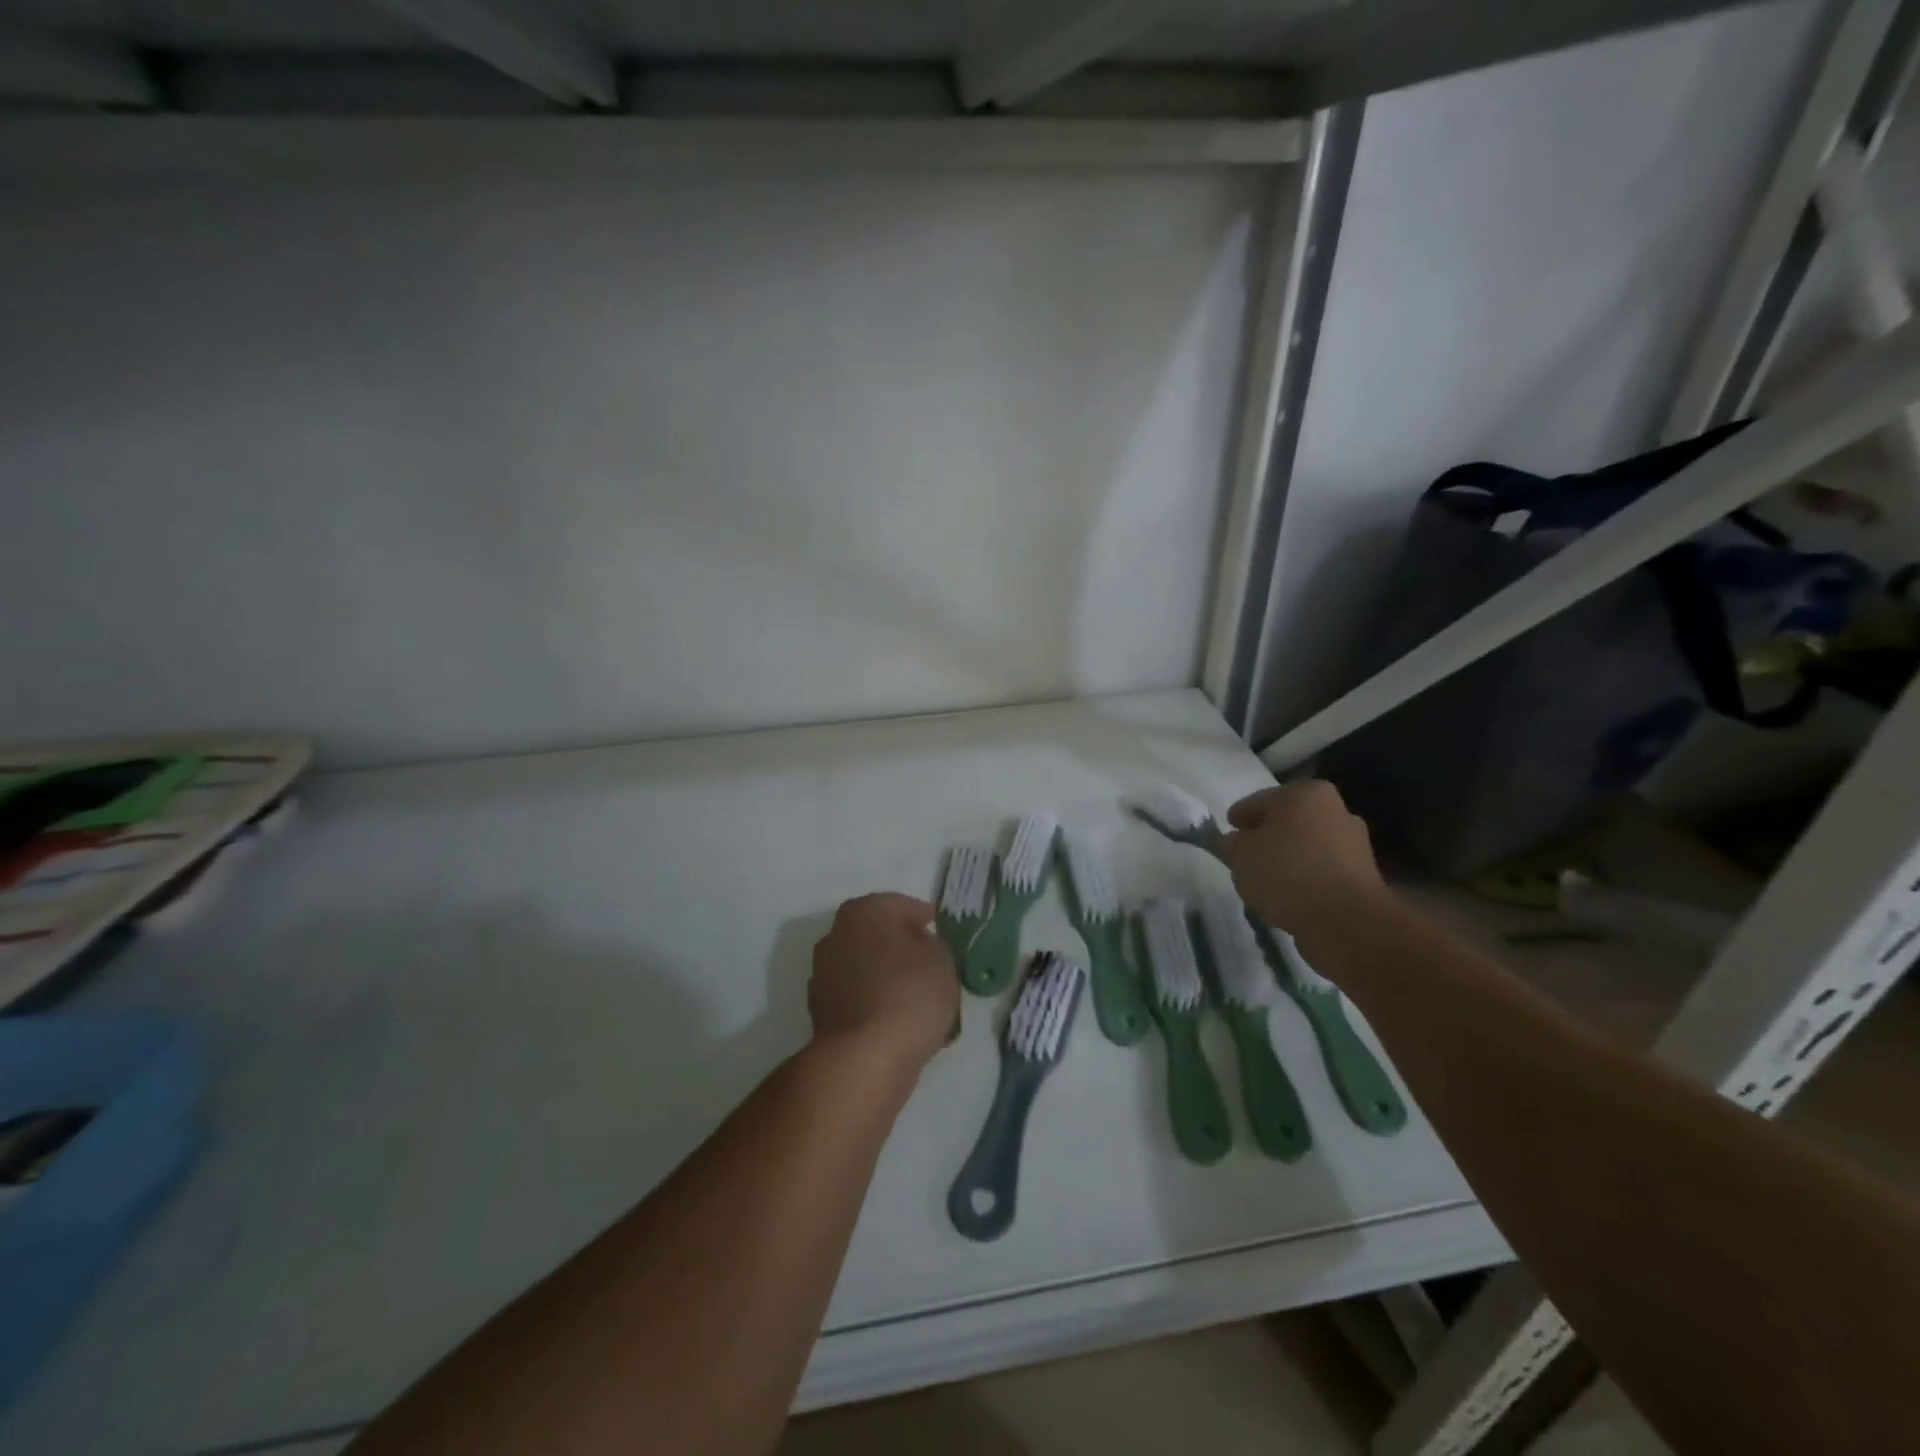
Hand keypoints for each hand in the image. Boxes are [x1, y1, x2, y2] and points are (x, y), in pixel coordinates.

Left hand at [810, 893, 959, 1073]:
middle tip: (928, 962)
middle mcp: (837, 933)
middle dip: (901, 945)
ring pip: (865, 965)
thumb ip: (932, 945)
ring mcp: (823, 972)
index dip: (923, 917)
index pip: (901, 905)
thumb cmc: (910, 994)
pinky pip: (856, 995)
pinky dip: (872, 1001)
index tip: (938, 930)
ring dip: (885, 974)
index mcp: (866, 910)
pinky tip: (894, 1019)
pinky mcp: (819, 1008)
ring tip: (914, 997)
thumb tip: (918, 946)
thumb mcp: (942, 960)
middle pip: (878, 934)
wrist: (865, 1057)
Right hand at [1219, 781, 1390, 938]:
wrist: (1346, 921)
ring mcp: (1354, 843)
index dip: (1239, 818)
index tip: (1227, 834)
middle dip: (1266, 837)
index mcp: (1306, 793)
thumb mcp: (1240, 855)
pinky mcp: (1363, 876)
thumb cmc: (1286, 872)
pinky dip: (1304, 879)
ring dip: (1287, 859)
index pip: (1258, 801)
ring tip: (1265, 882)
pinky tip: (1289, 896)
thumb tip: (1230, 841)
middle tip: (1244, 857)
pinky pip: (1321, 871)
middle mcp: (1336, 810)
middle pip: (1287, 822)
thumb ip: (1229, 844)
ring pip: (1305, 846)